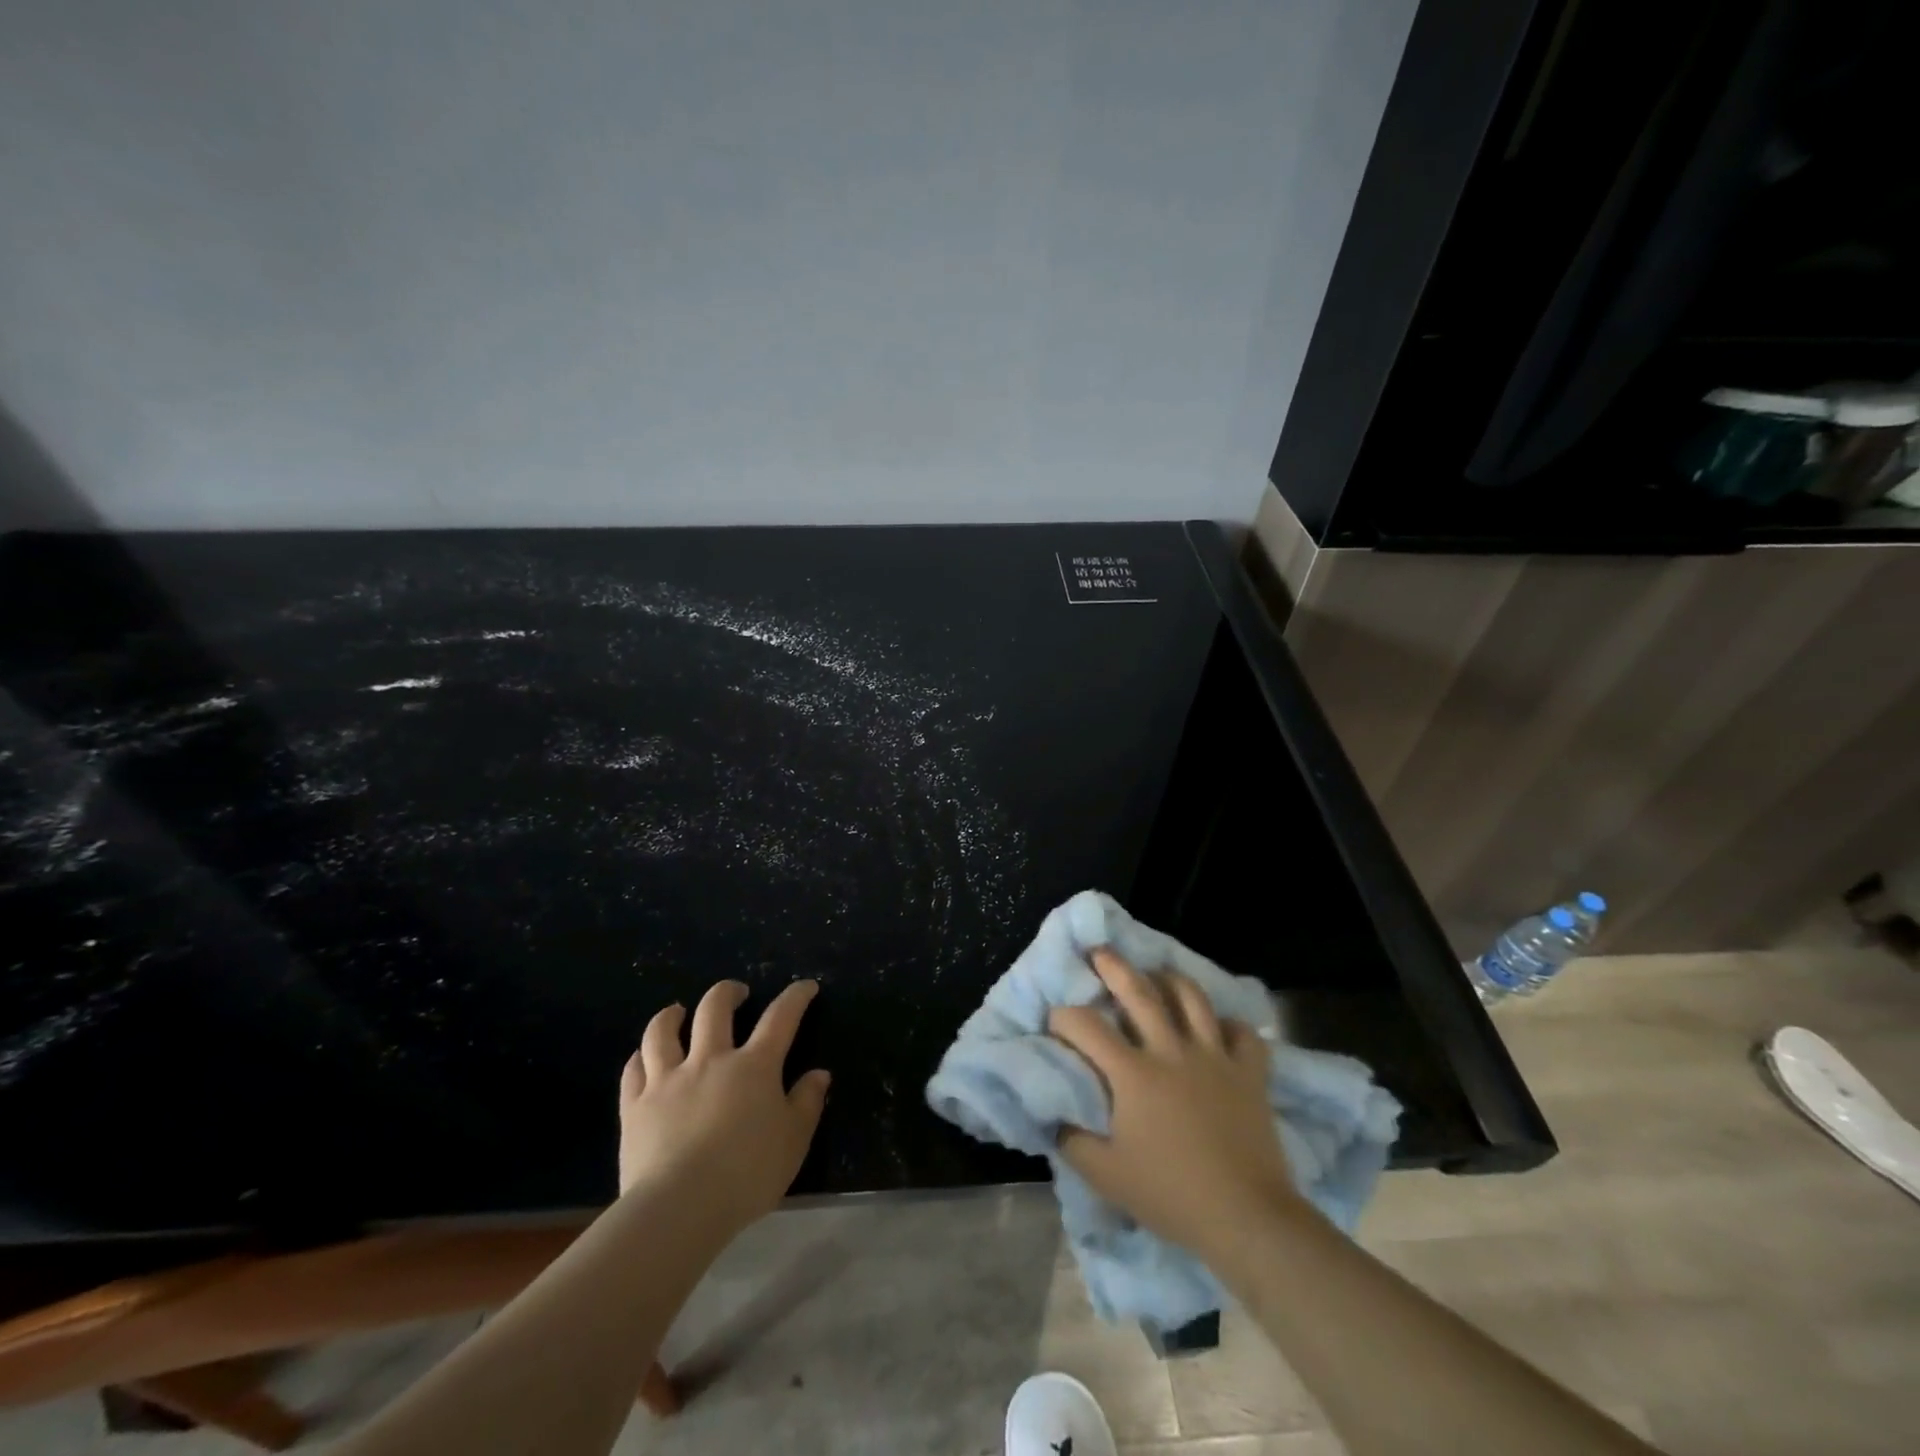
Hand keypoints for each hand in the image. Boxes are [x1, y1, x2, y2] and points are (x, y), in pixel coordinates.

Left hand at [618, 979, 830, 1233]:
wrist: (679, 1208)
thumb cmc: (746, 1175)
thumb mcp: (793, 1142)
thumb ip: (807, 1104)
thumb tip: (818, 1074)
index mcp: (754, 1066)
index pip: (780, 1017)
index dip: (795, 996)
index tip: (805, 986)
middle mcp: (710, 1060)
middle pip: (715, 1009)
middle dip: (728, 993)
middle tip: (736, 993)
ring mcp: (668, 1080)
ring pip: (663, 1031)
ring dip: (672, 1015)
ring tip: (678, 1011)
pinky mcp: (635, 1106)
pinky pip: (634, 1069)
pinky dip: (640, 1057)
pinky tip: (643, 1057)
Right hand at [1048, 949, 1299, 1262]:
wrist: (1247, 1218)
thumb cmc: (1171, 1195)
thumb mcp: (1106, 1176)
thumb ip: (1072, 1140)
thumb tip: (1054, 1115)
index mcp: (1133, 1073)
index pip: (1087, 1027)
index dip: (1064, 1017)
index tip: (1055, 1020)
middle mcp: (1171, 1051)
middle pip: (1140, 992)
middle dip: (1115, 967)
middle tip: (1100, 951)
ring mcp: (1215, 1057)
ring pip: (1192, 999)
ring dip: (1171, 980)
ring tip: (1158, 974)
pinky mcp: (1249, 1073)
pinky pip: (1242, 1033)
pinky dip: (1229, 1024)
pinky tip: (1218, 1028)